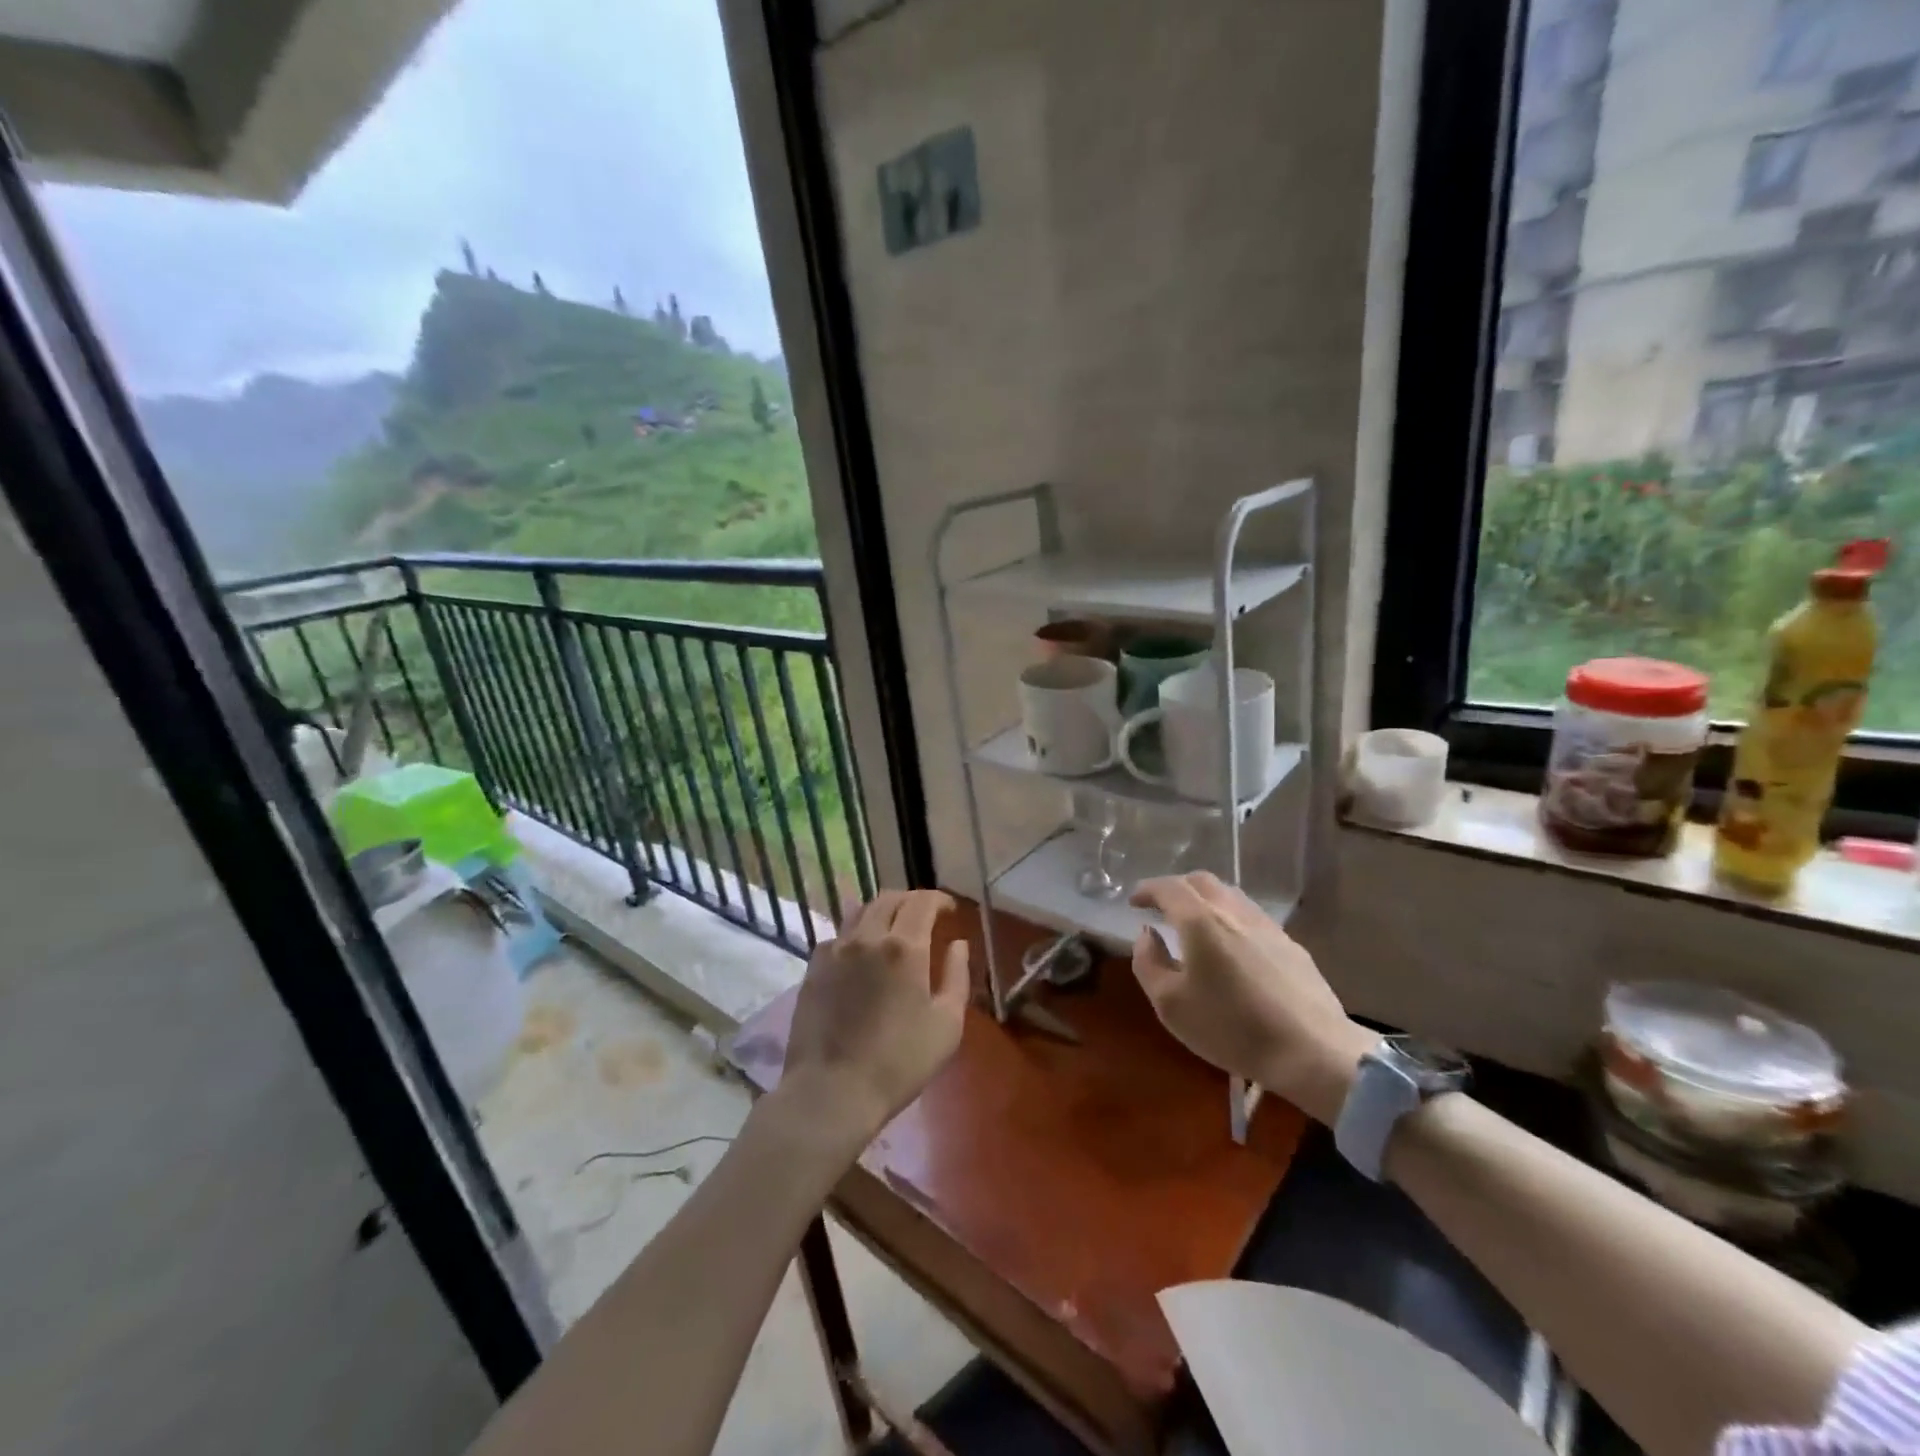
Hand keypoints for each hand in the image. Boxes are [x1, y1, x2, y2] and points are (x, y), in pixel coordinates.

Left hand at [779, 890, 970, 1144]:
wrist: (832, 1090)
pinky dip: (857, 933)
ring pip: (861, 911)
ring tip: (893, 927)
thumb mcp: (947, 1025)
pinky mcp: (813, 967)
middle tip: (925, 916)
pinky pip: (839, 935)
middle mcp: (867, 937)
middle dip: (912, 900)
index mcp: (904, 947)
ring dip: (883, 911)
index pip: (923, 902)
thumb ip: (957, 977)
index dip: (939, 899)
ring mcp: (835, 949)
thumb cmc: (899, 1062)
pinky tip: (861, 953)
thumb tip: (957, 945)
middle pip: (890, 899)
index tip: (950, 910)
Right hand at [1130, 873, 1377, 1124]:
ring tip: (1195, 924)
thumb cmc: (1231, 1028)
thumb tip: (1147, 935)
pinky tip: (1231, 947)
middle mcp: (1233, 912)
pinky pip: (1251, 917)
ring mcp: (1266, 926)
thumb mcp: (1170, 1004)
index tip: (1134, 901)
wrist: (1312, 1051)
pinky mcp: (1290, 945)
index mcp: (1200, 921)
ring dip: (1205, 900)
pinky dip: (1230, 918)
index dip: (1147, 889)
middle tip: (1161, 907)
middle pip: (1201, 882)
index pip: (1168, 888)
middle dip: (1176, 888)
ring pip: (1230, 895)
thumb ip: (1149, 963)